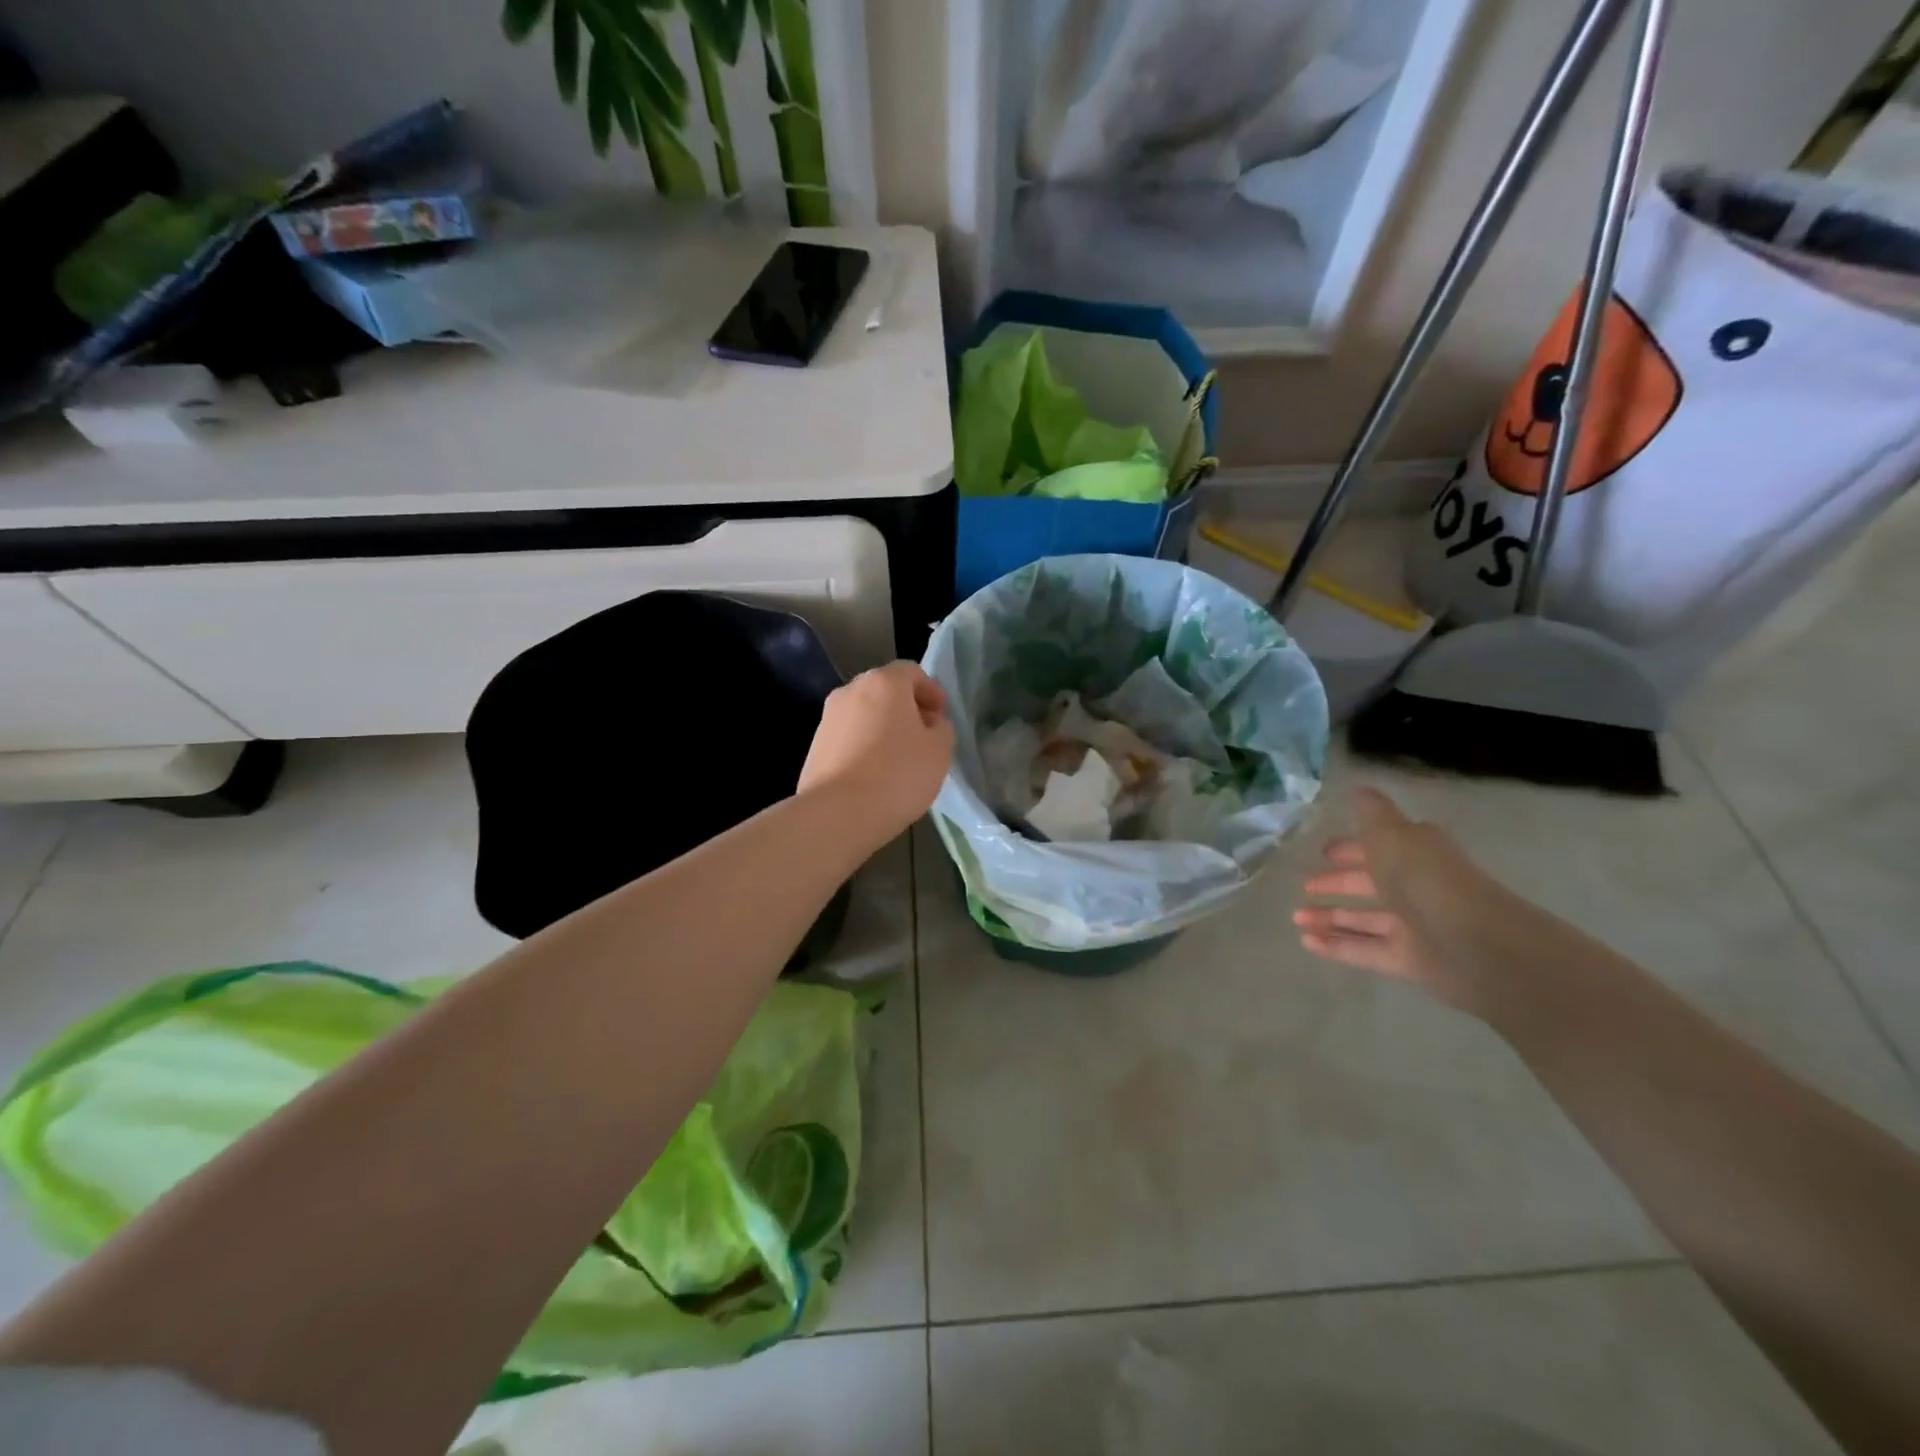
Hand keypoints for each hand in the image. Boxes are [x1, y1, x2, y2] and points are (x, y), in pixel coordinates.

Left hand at [799, 661, 954, 841]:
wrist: (838, 813)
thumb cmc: (898, 774)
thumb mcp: (940, 750)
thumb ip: (941, 728)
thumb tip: (929, 724)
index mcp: (883, 682)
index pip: (911, 671)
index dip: (931, 691)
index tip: (941, 718)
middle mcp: (850, 691)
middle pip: (884, 690)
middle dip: (906, 709)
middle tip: (923, 736)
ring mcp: (827, 718)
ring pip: (864, 714)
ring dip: (883, 728)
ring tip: (899, 760)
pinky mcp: (814, 747)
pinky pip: (848, 738)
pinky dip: (864, 747)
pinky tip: (875, 775)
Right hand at [1293, 788, 1559, 1016]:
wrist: (1474, 943)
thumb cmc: (1425, 877)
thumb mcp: (1391, 833)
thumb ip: (1371, 813)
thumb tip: (1359, 789)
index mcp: (1414, 852)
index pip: (1378, 846)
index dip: (1351, 848)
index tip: (1323, 852)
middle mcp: (1415, 887)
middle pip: (1370, 884)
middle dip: (1337, 884)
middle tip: (1304, 887)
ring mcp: (1413, 925)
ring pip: (1364, 919)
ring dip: (1330, 917)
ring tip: (1296, 918)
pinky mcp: (1408, 959)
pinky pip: (1365, 950)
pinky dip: (1336, 945)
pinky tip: (1306, 942)